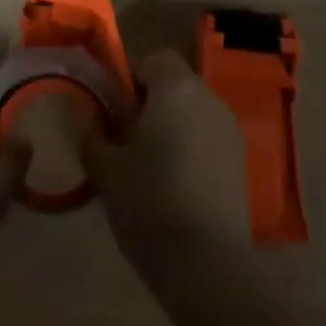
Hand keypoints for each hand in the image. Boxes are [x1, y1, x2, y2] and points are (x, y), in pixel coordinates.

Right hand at [80, 51, 251, 283]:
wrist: (208, 266)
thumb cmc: (150, 203)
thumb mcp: (106, 169)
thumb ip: (92, 135)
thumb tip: (86, 119)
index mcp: (175, 87)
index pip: (152, 59)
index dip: (129, 78)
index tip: (112, 110)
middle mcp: (207, 97)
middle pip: (175, 83)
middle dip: (150, 102)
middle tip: (126, 138)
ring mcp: (229, 129)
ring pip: (193, 111)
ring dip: (172, 125)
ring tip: (150, 165)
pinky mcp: (240, 161)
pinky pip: (208, 137)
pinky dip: (191, 147)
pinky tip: (175, 185)